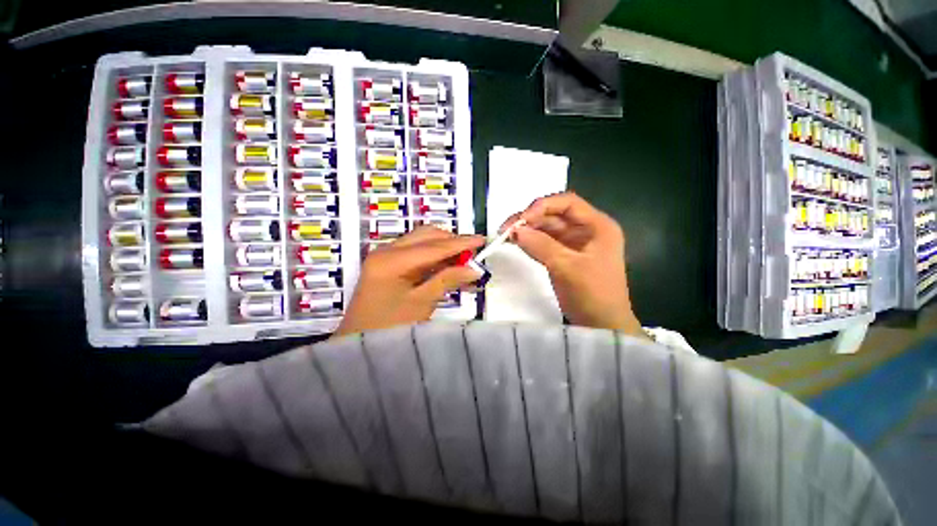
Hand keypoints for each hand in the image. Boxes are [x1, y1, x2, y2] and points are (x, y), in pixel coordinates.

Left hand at [333, 226, 484, 336]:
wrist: (356, 344)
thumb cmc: (388, 328)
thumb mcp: (421, 303)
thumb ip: (447, 280)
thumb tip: (474, 269)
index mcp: (391, 260)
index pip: (434, 246)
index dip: (460, 243)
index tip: (482, 240)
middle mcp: (386, 250)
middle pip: (426, 236)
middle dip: (451, 241)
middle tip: (473, 253)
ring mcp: (384, 256)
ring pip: (421, 241)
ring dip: (443, 248)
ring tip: (463, 260)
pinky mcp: (387, 264)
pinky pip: (415, 252)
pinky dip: (433, 256)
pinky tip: (447, 266)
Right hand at [501, 192, 644, 336]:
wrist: (601, 325)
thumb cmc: (593, 294)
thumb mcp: (567, 267)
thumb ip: (540, 245)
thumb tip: (514, 230)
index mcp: (597, 225)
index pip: (567, 203)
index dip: (542, 206)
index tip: (521, 219)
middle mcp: (586, 229)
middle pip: (554, 215)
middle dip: (529, 219)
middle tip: (505, 229)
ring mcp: (574, 243)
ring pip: (546, 228)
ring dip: (526, 230)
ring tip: (505, 236)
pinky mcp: (563, 255)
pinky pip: (544, 243)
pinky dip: (529, 242)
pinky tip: (516, 243)